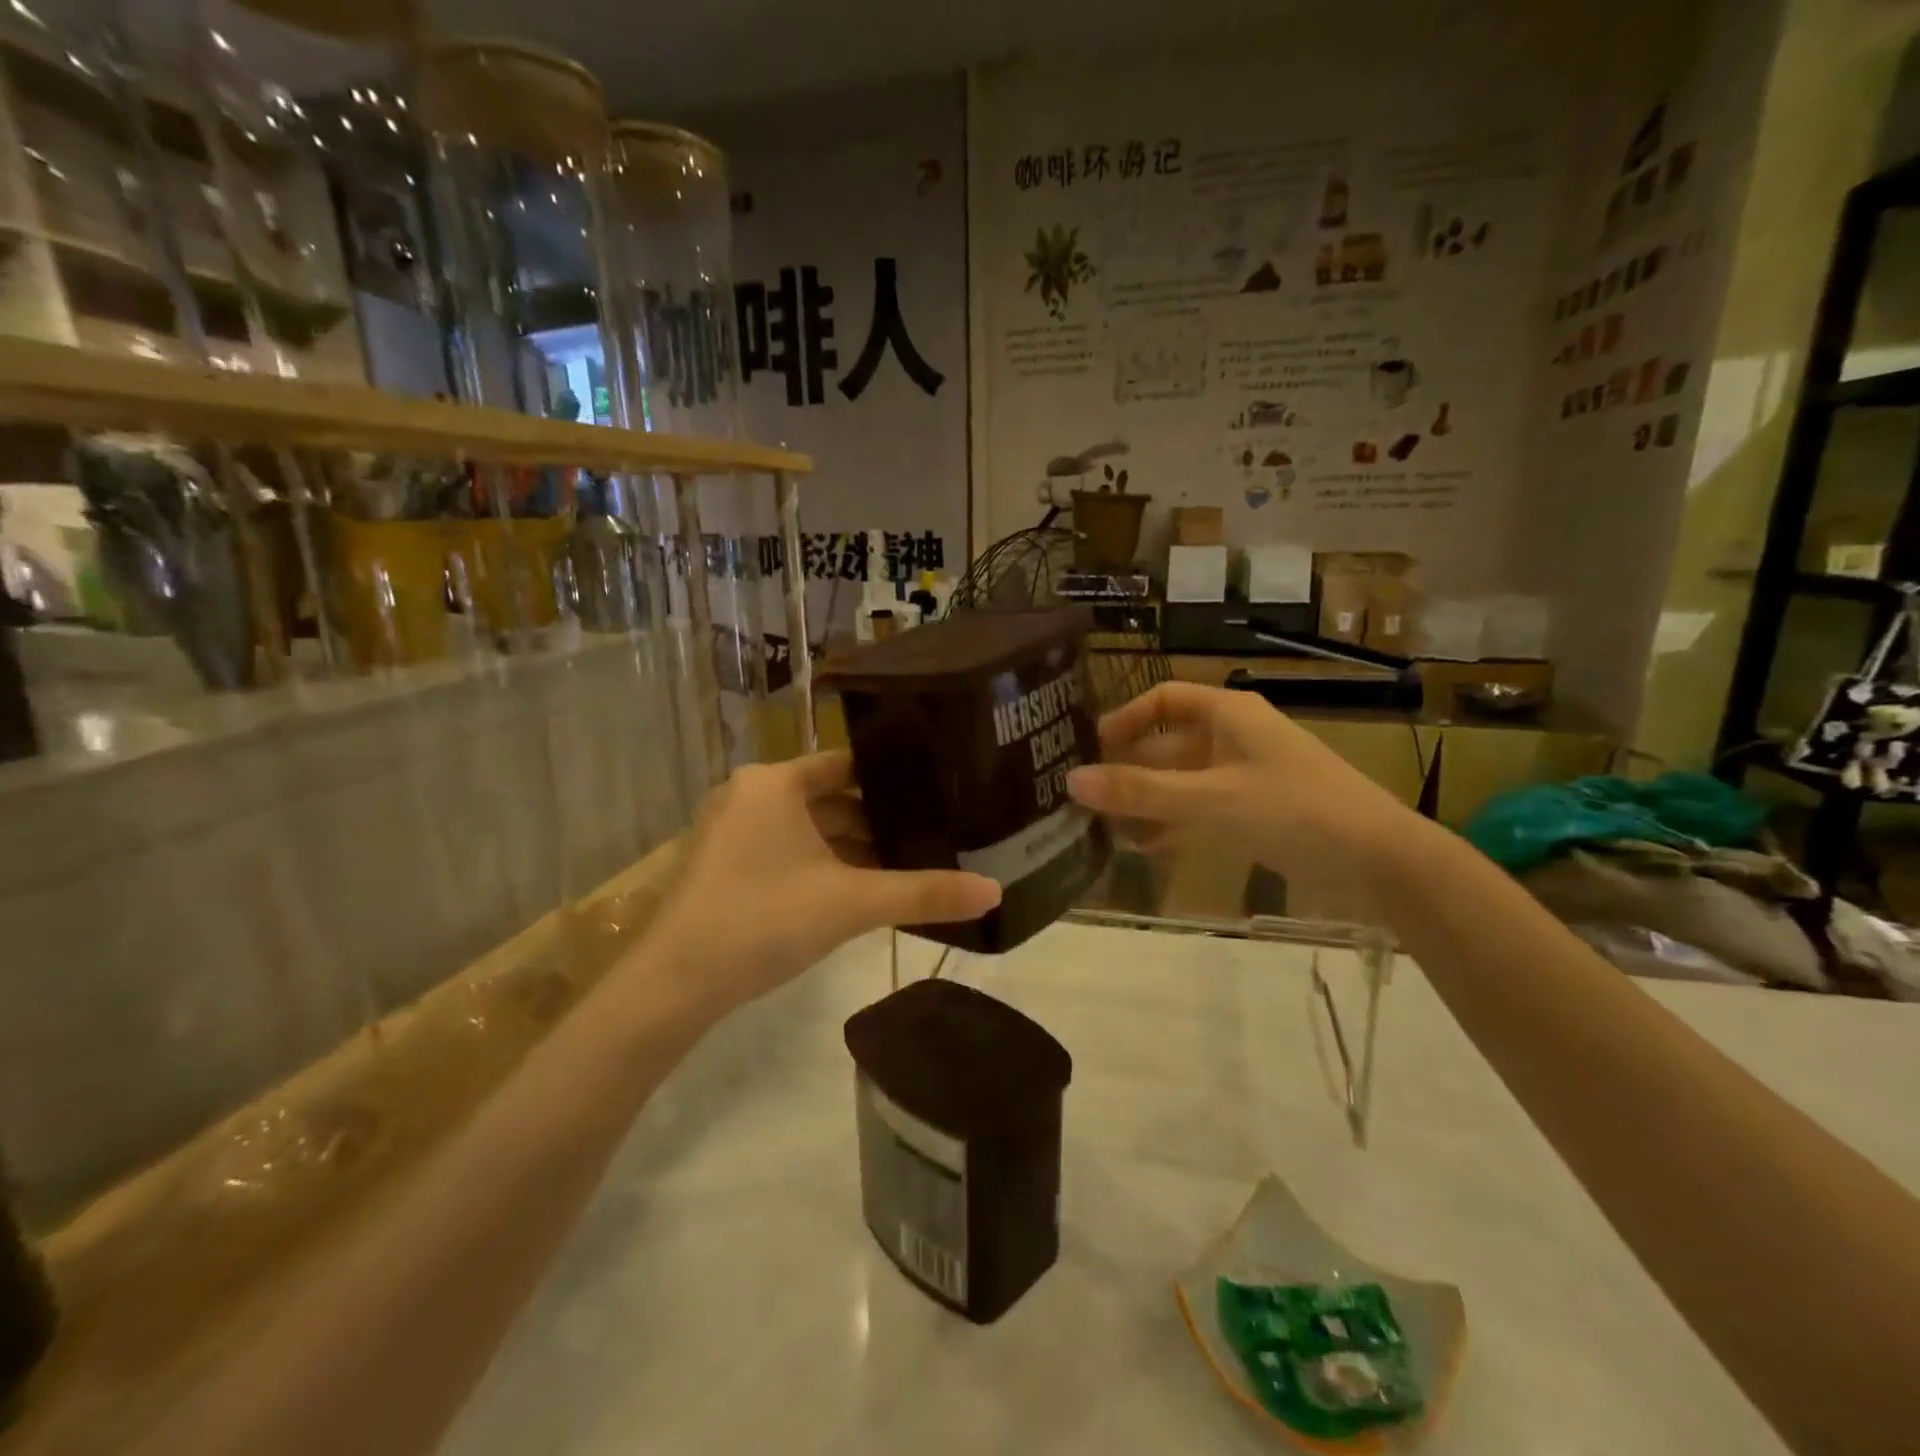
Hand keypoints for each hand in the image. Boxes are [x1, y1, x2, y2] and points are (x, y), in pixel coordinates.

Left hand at [641, 752, 1000, 1014]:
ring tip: (906, 861)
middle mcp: (750, 795)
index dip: (892, 777)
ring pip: (807, 827)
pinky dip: (821, 863)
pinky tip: (858, 887)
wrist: (674, 984)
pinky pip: (786, 849)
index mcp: (775, 783)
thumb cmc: (764, 920)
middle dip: (877, 819)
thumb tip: (995, 892)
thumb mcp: (852, 903)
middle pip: (829, 797)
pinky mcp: (724, 864)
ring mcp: (732, 830)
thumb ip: (923, 893)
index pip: (847, 764)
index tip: (936, 789)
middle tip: (932, 831)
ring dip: (850, 845)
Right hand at [1065, 682, 1407, 882]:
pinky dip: (1172, 823)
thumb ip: (1140, 792)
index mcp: (1227, 714)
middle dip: (1127, 769)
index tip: (1087, 749)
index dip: (1123, 720)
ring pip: (1180, 781)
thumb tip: (1070, 781)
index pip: (1161, 700)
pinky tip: (1144, 847)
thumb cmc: (1293, 810)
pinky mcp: (1255, 810)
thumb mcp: (1209, 799)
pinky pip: (1200, 808)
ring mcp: (1245, 775)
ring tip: (1104, 828)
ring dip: (1145, 801)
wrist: (1379, 860)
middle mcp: (1233, 736)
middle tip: (1084, 798)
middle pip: (1166, 744)